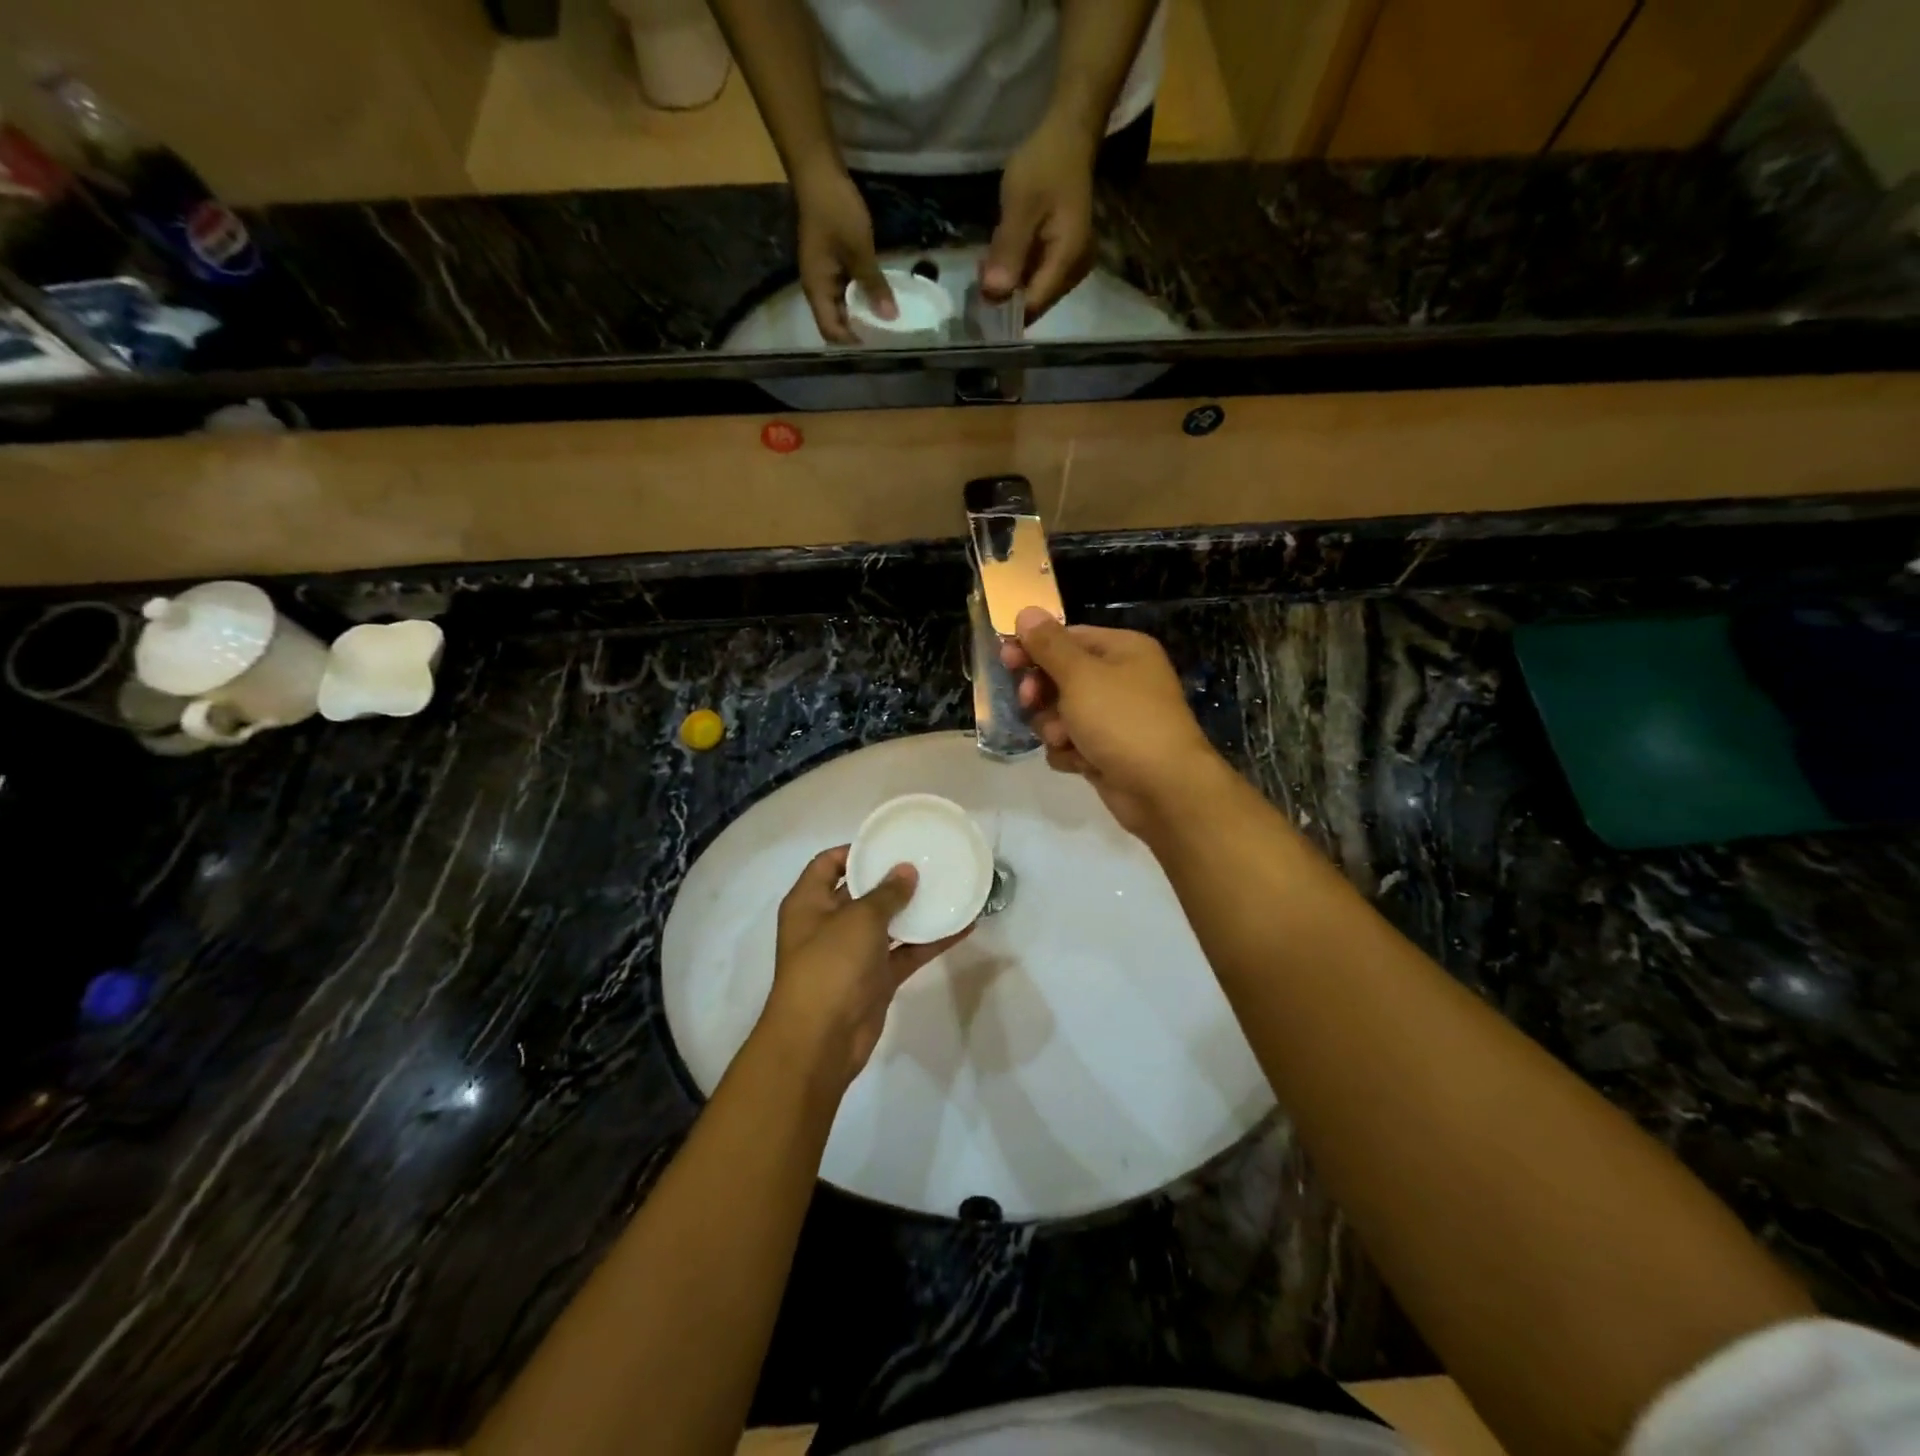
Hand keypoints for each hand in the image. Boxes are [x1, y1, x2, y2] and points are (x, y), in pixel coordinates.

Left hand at [758, 846, 968, 1087]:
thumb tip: (906, 870)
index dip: (855, 851)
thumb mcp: (858, 919)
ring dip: (914, 910)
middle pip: (860, 892)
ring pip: (887, 924)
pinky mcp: (875, 979)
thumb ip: (886, 893)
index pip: (828, 864)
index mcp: (809, 903)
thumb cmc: (830, 966)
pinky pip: (904, 953)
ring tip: (948, 887)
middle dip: (891, 879)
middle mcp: (828, 924)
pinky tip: (962, 927)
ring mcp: (852, 954)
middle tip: (927, 861)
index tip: (890, 842)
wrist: (821, 1041)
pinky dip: (929, 942)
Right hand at [794, 164, 893, 344]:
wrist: (818, 170)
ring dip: (863, 312)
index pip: (831, 331)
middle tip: (887, 333)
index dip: (852, 340)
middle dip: (860, 329)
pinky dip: (862, 295)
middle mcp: (817, 287)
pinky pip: (847, 288)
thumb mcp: (860, 250)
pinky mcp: (832, 262)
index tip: (877, 341)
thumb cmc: (836, 210)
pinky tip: (880, 294)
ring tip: (887, 317)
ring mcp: (824, 274)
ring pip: (843, 306)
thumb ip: (874, 285)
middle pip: (836, 322)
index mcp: (817, 289)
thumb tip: (891, 318)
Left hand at [983, 110, 1099, 322]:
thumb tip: (992, 295)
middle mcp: (1074, 273)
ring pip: (1033, 293)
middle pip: (1034, 303)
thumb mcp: (1020, 205)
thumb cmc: (1045, 164)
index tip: (977, 302)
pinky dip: (1016, 275)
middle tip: (977, 280)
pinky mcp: (1063, 259)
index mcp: (1068, 262)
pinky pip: (1036, 278)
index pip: (1032, 305)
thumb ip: (1008, 251)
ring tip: (985, 269)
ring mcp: (1070, 268)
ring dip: (1008, 287)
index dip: (1005, 309)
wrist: (1068, 135)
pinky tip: (1000, 261)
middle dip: (1005, 299)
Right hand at [999, 607, 1222, 835]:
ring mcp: (1114, 718)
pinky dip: (1070, 752)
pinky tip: (1080, 762)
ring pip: (1061, 714)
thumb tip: (1026, 610)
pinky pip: (1071, 743)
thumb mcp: (1080, 676)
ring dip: (1054, 727)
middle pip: (1061, 676)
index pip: (1068, 637)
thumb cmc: (1122, 721)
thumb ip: (1049, 645)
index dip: (1034, 648)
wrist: (1163, 789)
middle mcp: (1120, 679)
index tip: (1006, 660)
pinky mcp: (1107, 751)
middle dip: (1042, 693)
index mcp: (1122, 650)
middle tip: (1029, 702)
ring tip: (1065, 739)